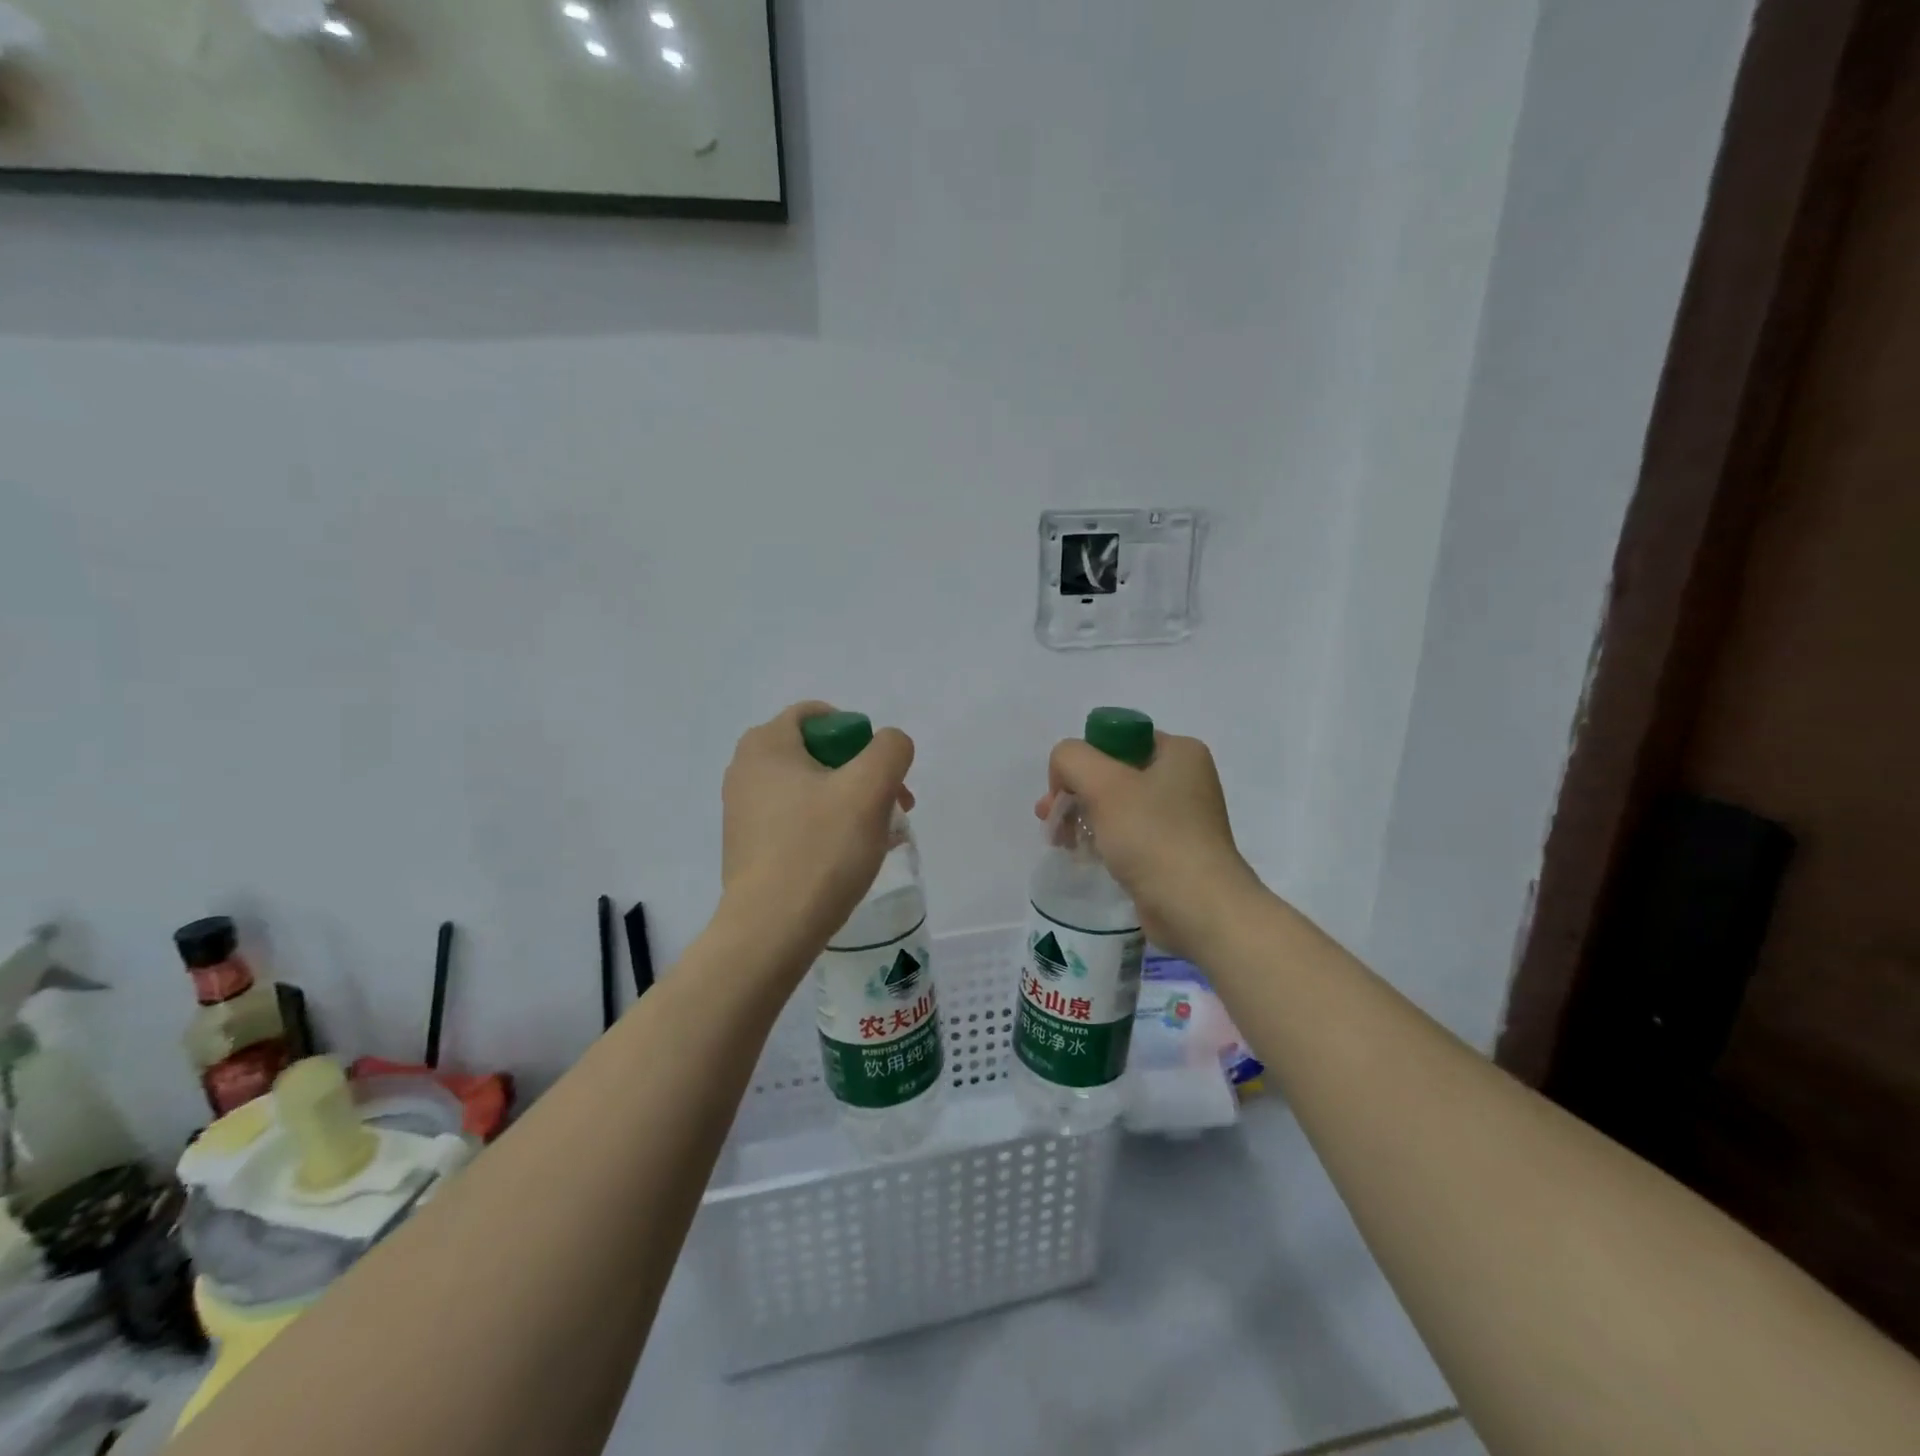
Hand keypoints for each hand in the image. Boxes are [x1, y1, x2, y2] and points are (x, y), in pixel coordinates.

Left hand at [720, 701, 916, 972]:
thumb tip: (890, 746)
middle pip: (819, 754)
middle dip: (863, 774)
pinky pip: (799, 821)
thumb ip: (890, 750)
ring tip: (884, 836)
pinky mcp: (750, 846)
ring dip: (852, 803)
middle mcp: (746, 770)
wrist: (771, 931)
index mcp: (766, 745)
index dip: (858, 734)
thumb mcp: (869, 788)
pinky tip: (856, 856)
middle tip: (896, 806)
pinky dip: (830, 828)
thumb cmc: (820, 849)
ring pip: (813, 790)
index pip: (818, 715)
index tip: (881, 769)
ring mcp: (744, 811)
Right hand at [1037, 730, 1261, 960]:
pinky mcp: (1172, 851)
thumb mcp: (1102, 783)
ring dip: (1083, 817)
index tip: (1060, 790)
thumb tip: (1065, 774)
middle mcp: (1184, 779)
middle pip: (1112, 773)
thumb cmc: (1153, 837)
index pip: (1116, 739)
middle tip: (1048, 817)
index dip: (1082, 760)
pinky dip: (1103, 840)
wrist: (1198, 909)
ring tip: (1061, 842)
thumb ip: (1071, 759)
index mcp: (1179, 752)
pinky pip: (1128, 834)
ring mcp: (1180, 817)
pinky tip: (1084, 856)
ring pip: (1116, 805)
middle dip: (1074, 793)